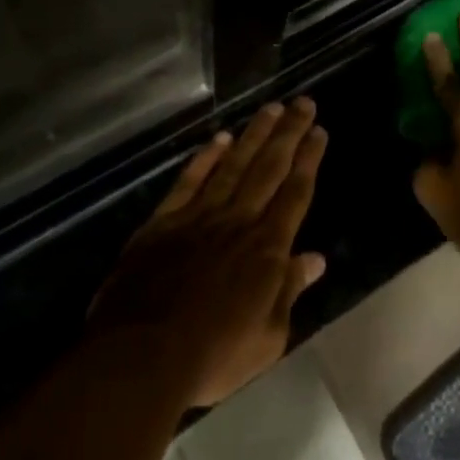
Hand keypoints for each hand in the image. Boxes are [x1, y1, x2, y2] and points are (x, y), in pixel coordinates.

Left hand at [91, 100, 328, 406]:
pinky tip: (220, 139)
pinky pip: (190, 181)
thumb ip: (289, 290)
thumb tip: (316, 258)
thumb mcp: (267, 338)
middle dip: (289, 133)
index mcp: (267, 248)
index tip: (319, 131)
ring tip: (271, 108)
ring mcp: (199, 216)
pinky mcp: (164, 221)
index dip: (309, 159)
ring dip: (254, 135)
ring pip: (234, 165)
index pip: (295, 193)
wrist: (140, 357)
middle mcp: (238, 221)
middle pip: (269, 168)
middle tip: (303, 103)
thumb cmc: (213, 355)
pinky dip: (206, 158)